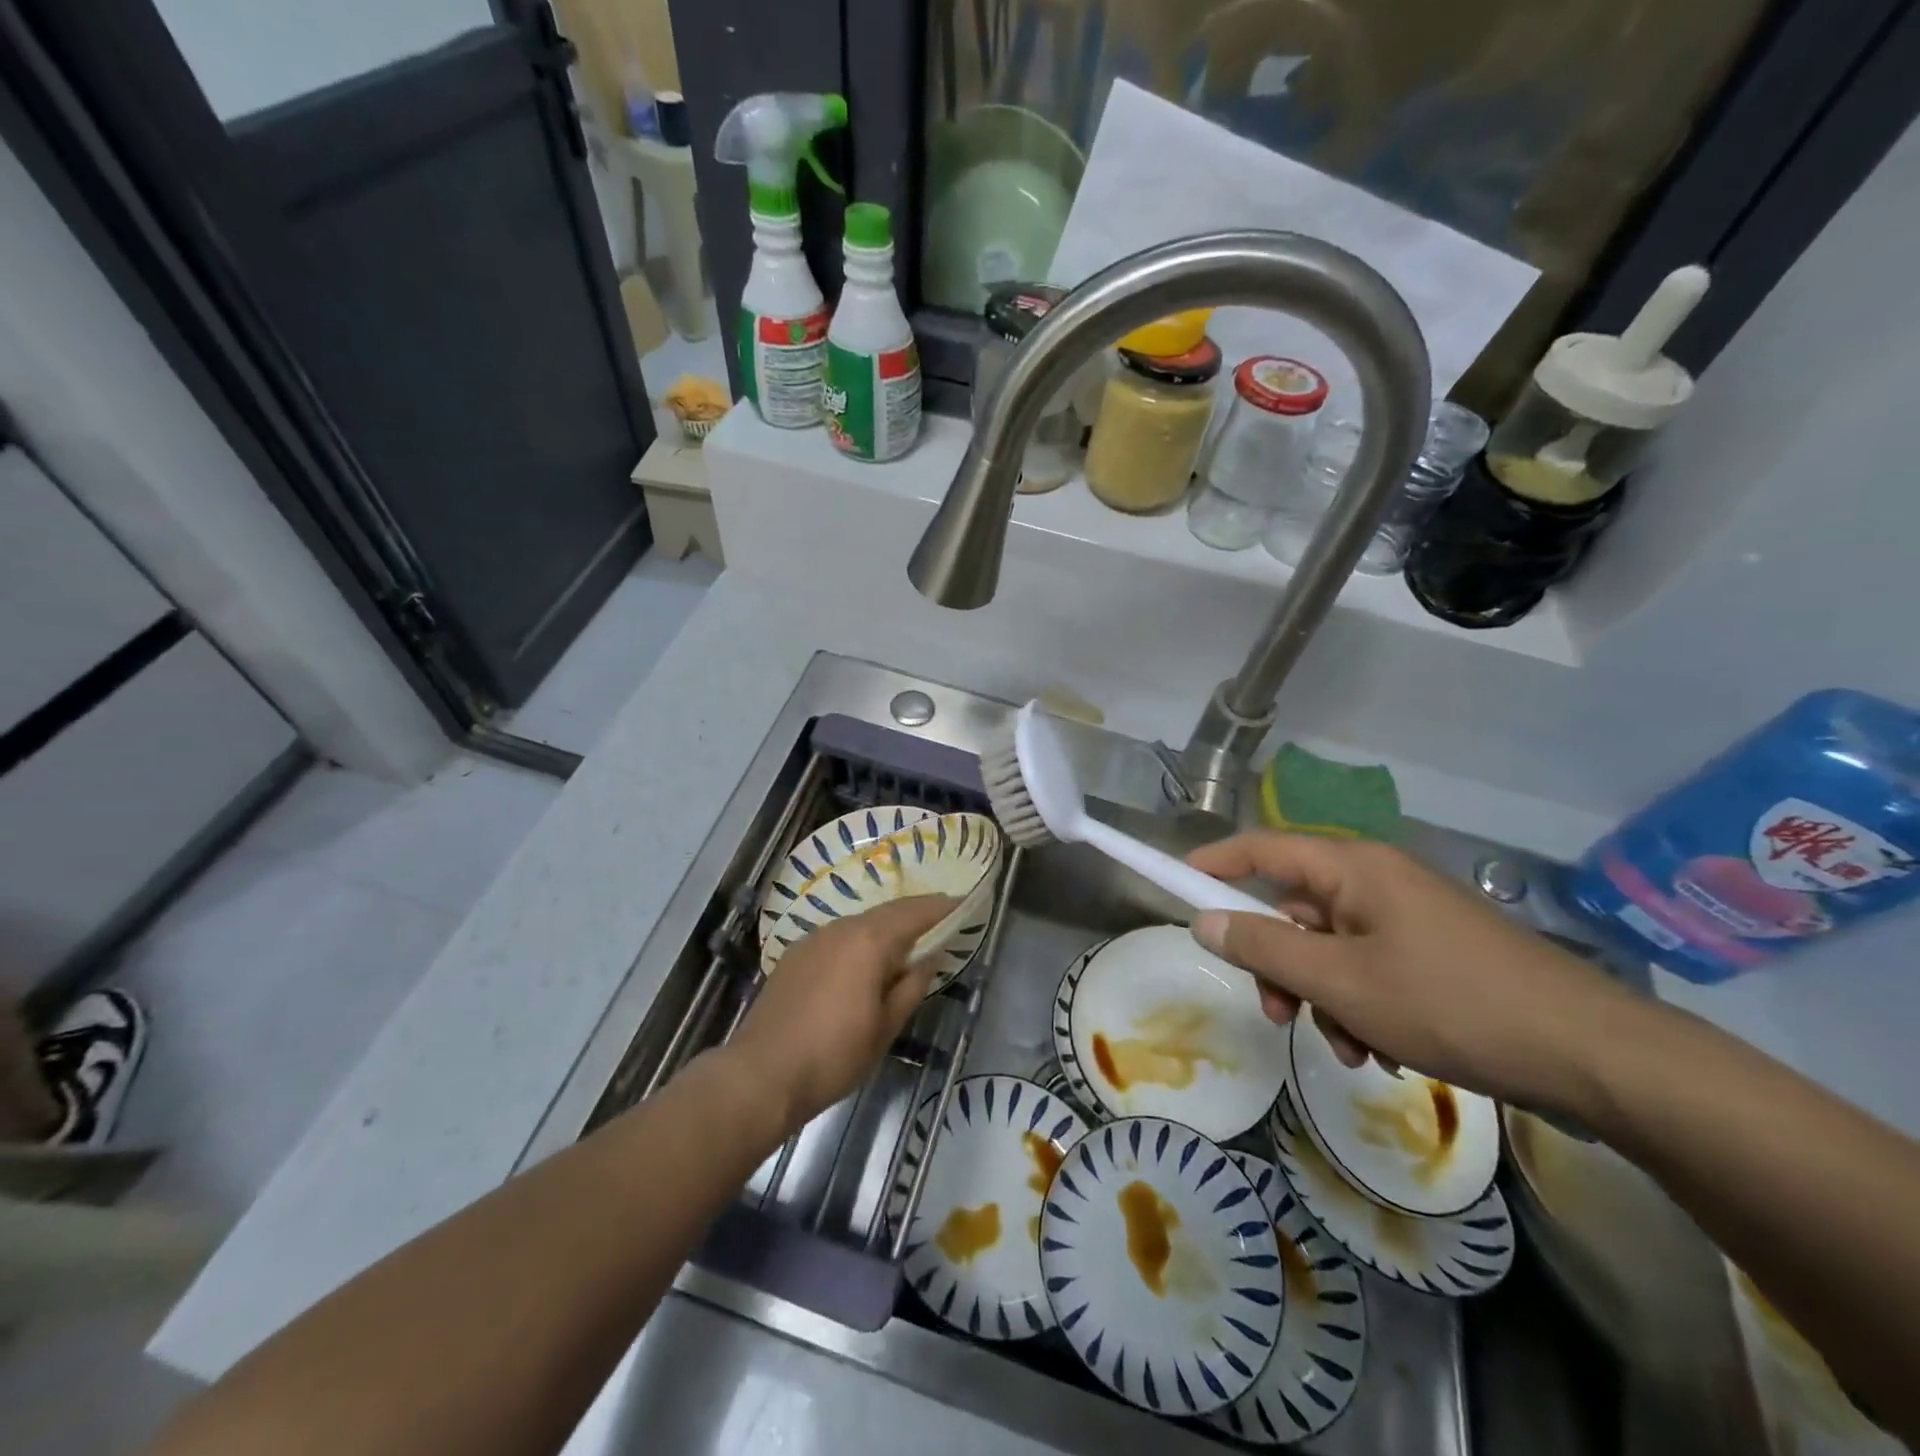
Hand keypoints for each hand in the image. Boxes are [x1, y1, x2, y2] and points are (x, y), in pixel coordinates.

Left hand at [727, 895, 957, 1130]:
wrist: (761, 1074)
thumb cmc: (834, 1054)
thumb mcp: (886, 1026)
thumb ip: (911, 986)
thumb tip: (928, 957)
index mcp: (869, 941)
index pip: (914, 913)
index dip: (941, 907)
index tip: (963, 902)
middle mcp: (841, 929)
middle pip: (886, 913)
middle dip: (914, 914)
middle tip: (940, 920)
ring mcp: (813, 939)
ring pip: (859, 924)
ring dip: (885, 929)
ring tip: (904, 945)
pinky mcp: (795, 956)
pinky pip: (838, 938)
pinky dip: (859, 941)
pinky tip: (862, 963)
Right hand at [1187, 833, 1631, 1108]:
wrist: (1594, 1056)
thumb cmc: (1450, 1004)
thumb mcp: (1340, 982)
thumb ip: (1263, 949)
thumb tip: (1203, 920)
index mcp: (1353, 868)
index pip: (1263, 848)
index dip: (1216, 862)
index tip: (1177, 880)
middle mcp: (1378, 881)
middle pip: (1295, 908)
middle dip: (1279, 963)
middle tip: (1278, 1013)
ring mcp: (1410, 918)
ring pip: (1331, 948)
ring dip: (1322, 997)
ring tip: (1351, 1048)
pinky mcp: (1436, 953)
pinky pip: (1370, 968)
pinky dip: (1361, 1006)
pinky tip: (1383, 1051)